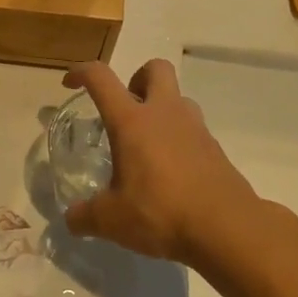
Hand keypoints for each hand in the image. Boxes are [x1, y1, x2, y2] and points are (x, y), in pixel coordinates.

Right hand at [61, 59, 257, 263]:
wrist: (227, 228)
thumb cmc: (161, 213)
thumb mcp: (112, 220)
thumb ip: (86, 216)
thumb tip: (71, 219)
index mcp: (132, 121)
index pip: (101, 78)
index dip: (81, 71)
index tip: (70, 82)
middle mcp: (164, 113)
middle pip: (155, 68)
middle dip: (137, 78)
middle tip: (125, 109)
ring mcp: (194, 128)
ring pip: (178, 98)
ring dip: (161, 109)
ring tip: (148, 144)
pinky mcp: (215, 148)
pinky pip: (193, 129)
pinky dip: (179, 139)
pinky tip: (171, 172)